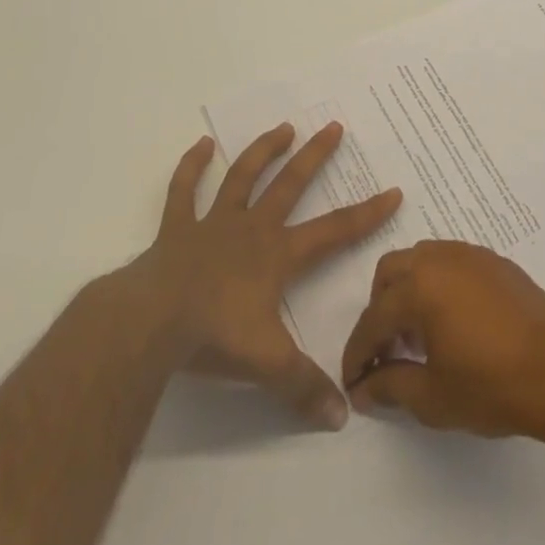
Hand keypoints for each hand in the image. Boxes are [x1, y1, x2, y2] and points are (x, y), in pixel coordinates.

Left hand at [139, 122, 400, 429]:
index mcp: (278, 255)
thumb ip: (305, 388)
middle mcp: (252, 228)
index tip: (393, 190)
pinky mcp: (177, 229)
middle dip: (315, 156)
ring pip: (242, 176)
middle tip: (334, 126)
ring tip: (283, 127)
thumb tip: (342, 418)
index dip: (367, 213)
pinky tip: (201, 145)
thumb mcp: (268, 365)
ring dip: (263, 150)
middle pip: (290, 184)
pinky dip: (192, 166)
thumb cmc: (214, 336)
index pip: (334, 231)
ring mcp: (213, 223)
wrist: (151, 323)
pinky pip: (184, 191)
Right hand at [341, 240, 544, 439]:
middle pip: (391, 272)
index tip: (353, 380)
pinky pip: (451, 263)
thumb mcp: (432, 397)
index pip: (373, 318)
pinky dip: (438, 285)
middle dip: (379, 310)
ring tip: (419, 337)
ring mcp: (471, 255)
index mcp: (419, 286)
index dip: (358, 353)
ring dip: (409, 292)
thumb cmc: (492, 386)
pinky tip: (452, 322)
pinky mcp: (495, 262)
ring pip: (421, 260)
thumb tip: (364, 388)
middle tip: (385, 351)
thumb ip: (390, 386)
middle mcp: (440, 259)